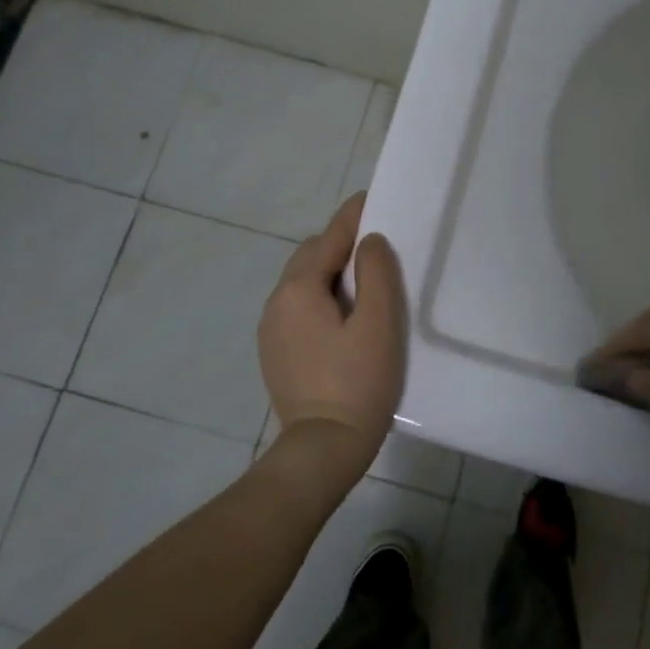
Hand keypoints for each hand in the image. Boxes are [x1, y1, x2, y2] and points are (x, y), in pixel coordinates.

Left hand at [257, 193, 406, 476]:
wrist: (322, 450)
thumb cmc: (358, 382)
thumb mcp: (378, 322)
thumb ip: (376, 273)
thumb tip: (368, 241)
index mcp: (298, 288)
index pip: (328, 238)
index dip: (352, 216)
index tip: (372, 198)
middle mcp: (276, 302)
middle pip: (310, 258)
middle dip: (339, 244)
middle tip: (375, 244)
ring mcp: (271, 330)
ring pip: (302, 284)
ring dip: (329, 272)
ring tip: (363, 279)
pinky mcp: (275, 353)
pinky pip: (298, 308)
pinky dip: (320, 297)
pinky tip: (343, 315)